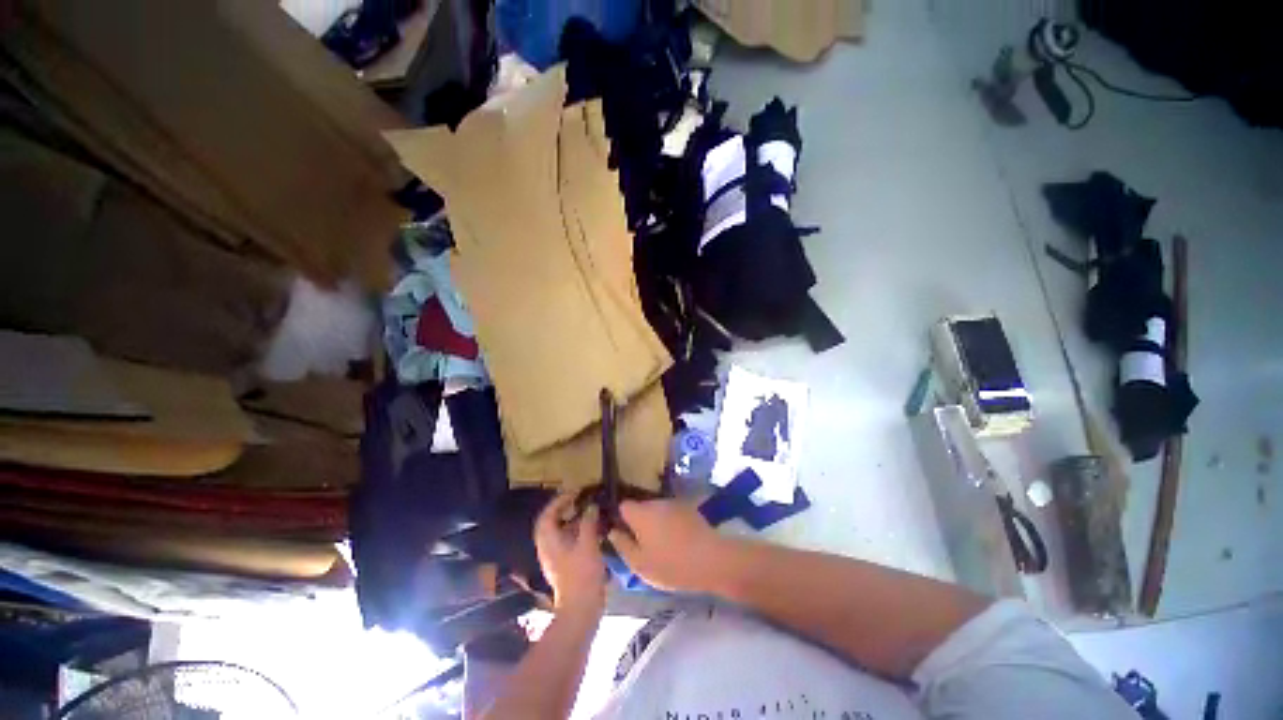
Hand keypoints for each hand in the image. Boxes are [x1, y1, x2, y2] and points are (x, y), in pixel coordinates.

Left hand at [534, 492, 606, 616]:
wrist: (581, 609)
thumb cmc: (582, 575)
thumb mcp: (587, 544)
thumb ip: (588, 522)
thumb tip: (590, 506)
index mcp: (549, 541)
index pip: (548, 514)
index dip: (559, 500)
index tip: (575, 492)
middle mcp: (548, 548)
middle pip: (551, 522)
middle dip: (564, 509)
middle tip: (580, 500)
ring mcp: (555, 558)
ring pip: (560, 532)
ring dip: (572, 520)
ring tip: (589, 511)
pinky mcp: (564, 566)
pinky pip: (567, 541)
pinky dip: (577, 531)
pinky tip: (592, 530)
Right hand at [607, 500, 725, 592]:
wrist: (710, 559)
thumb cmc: (670, 565)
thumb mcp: (640, 564)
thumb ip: (622, 545)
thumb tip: (612, 531)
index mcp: (640, 513)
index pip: (623, 506)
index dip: (620, 518)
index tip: (622, 533)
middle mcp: (655, 502)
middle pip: (640, 507)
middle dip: (639, 521)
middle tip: (642, 543)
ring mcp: (673, 503)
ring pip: (656, 510)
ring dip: (655, 522)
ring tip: (660, 543)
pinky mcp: (688, 508)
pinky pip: (671, 513)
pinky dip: (670, 522)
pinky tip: (676, 540)